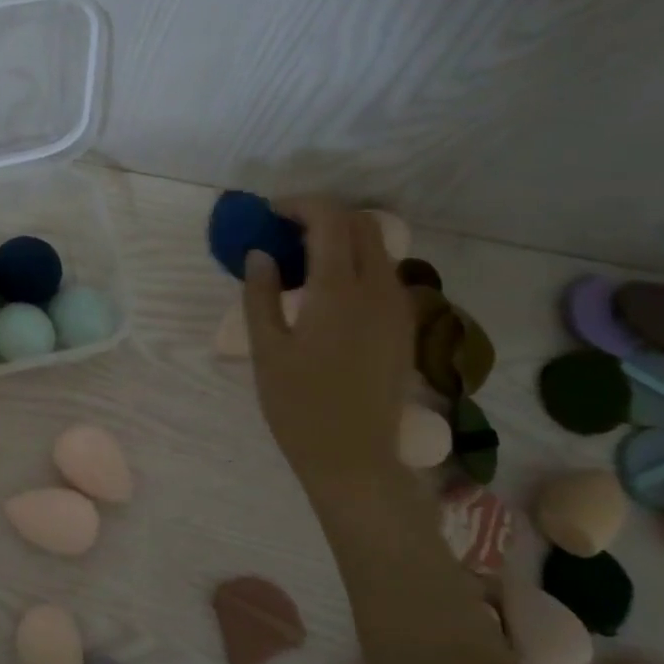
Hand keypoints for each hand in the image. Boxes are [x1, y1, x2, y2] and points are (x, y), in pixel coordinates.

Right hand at [244, 199, 412, 498]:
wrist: (353, 458)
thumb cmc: (299, 407)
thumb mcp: (267, 350)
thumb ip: (260, 295)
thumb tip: (260, 254)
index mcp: (340, 290)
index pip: (329, 219)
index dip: (299, 205)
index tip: (269, 214)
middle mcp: (378, 288)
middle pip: (360, 224)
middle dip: (323, 215)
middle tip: (284, 233)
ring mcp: (398, 307)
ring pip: (377, 247)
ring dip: (342, 238)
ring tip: (302, 260)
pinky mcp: (403, 326)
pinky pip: (384, 274)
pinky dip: (356, 262)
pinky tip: (327, 291)